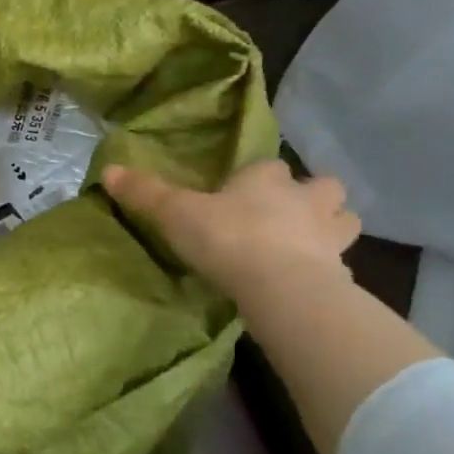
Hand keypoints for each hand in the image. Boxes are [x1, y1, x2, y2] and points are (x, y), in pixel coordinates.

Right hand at [102, 157, 360, 296]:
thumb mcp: (175, 214)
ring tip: (310, 244)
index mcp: (267, 178)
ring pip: (345, 220)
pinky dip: (331, 269)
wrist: (281, 286)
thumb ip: (145, 193)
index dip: (258, 178)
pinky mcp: (342, 273)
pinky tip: (312, 282)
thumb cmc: (227, 238)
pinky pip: (342, 264)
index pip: (269, 167)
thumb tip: (108, 170)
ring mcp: (331, 236)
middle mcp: (306, 199)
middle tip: (291, 215)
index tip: (241, 194)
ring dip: (332, 227)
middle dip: (314, 196)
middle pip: (324, 187)